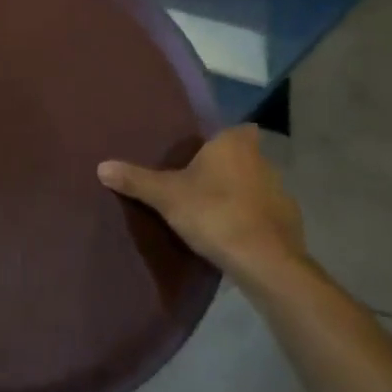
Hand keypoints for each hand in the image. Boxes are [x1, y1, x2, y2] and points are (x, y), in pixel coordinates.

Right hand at [98, 126, 303, 276]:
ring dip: (242, 195)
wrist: (265, 263)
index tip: (204, 153)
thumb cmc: (215, 214)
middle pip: (245, 157)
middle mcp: (263, 161)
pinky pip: (267, 215)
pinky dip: (254, 221)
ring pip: (257, 186)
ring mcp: (281, 192)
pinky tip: (236, 236)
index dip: (222, 139)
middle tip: (201, 183)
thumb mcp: (166, 197)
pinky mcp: (291, 224)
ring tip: (215, 212)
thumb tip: (101, 166)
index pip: (235, 129)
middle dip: (228, 168)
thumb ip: (136, 180)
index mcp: (234, 144)